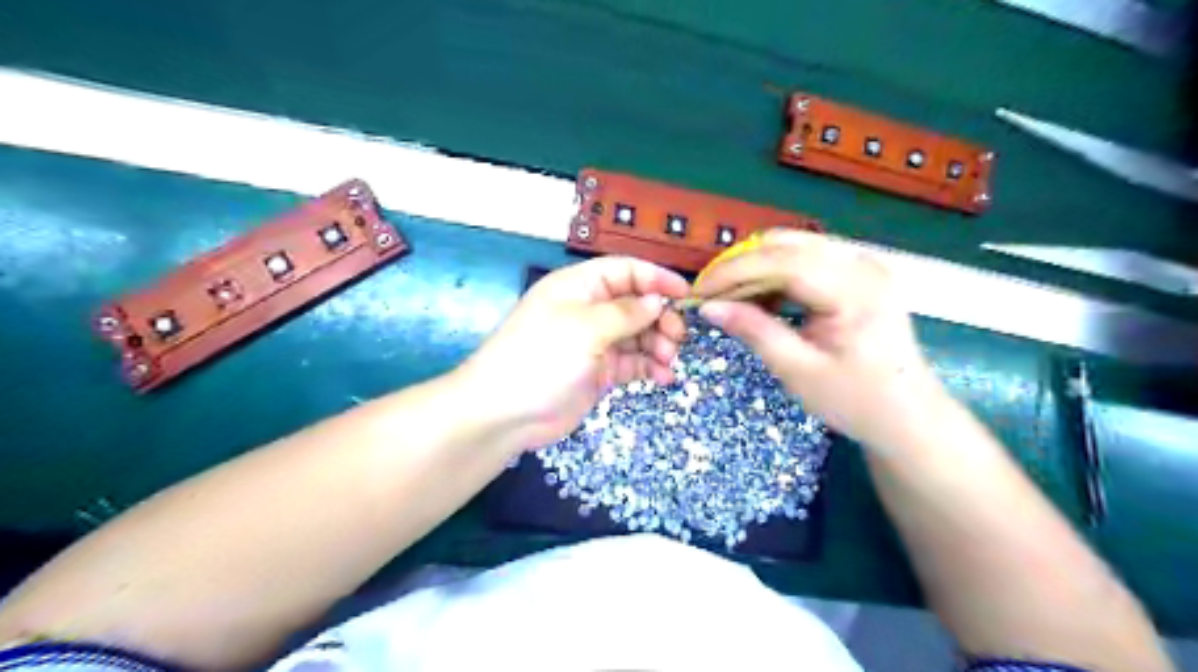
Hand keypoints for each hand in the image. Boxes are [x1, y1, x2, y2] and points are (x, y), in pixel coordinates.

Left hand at [456, 258, 683, 450]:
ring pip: (638, 335)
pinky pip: (632, 362)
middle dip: (661, 318)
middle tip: (678, 339)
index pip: (625, 271)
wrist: (505, 413)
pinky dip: (649, 367)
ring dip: (658, 344)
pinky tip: (663, 377)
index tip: (686, 296)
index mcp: (579, 287)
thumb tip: (658, 301)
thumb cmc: (542, 358)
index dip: (657, 279)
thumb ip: (626, 313)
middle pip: (636, 304)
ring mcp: (594, 342)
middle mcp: (589, 310)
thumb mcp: (585, 328)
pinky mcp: (598, 371)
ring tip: (669, 361)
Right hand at [694, 230, 945, 451]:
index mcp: (853, 290)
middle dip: (741, 266)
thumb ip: (755, 332)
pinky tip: (760, 298)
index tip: (699, 292)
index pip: (781, 262)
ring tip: (730, 298)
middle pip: (786, 245)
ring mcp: (863, 265)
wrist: (909, 416)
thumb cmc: (856, 401)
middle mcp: (861, 264)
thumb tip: (710, 307)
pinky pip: (807, 259)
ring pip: (794, 247)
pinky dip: (776, 274)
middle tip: (711, 295)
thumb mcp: (799, 371)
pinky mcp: (859, 274)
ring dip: (756, 268)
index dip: (733, 272)